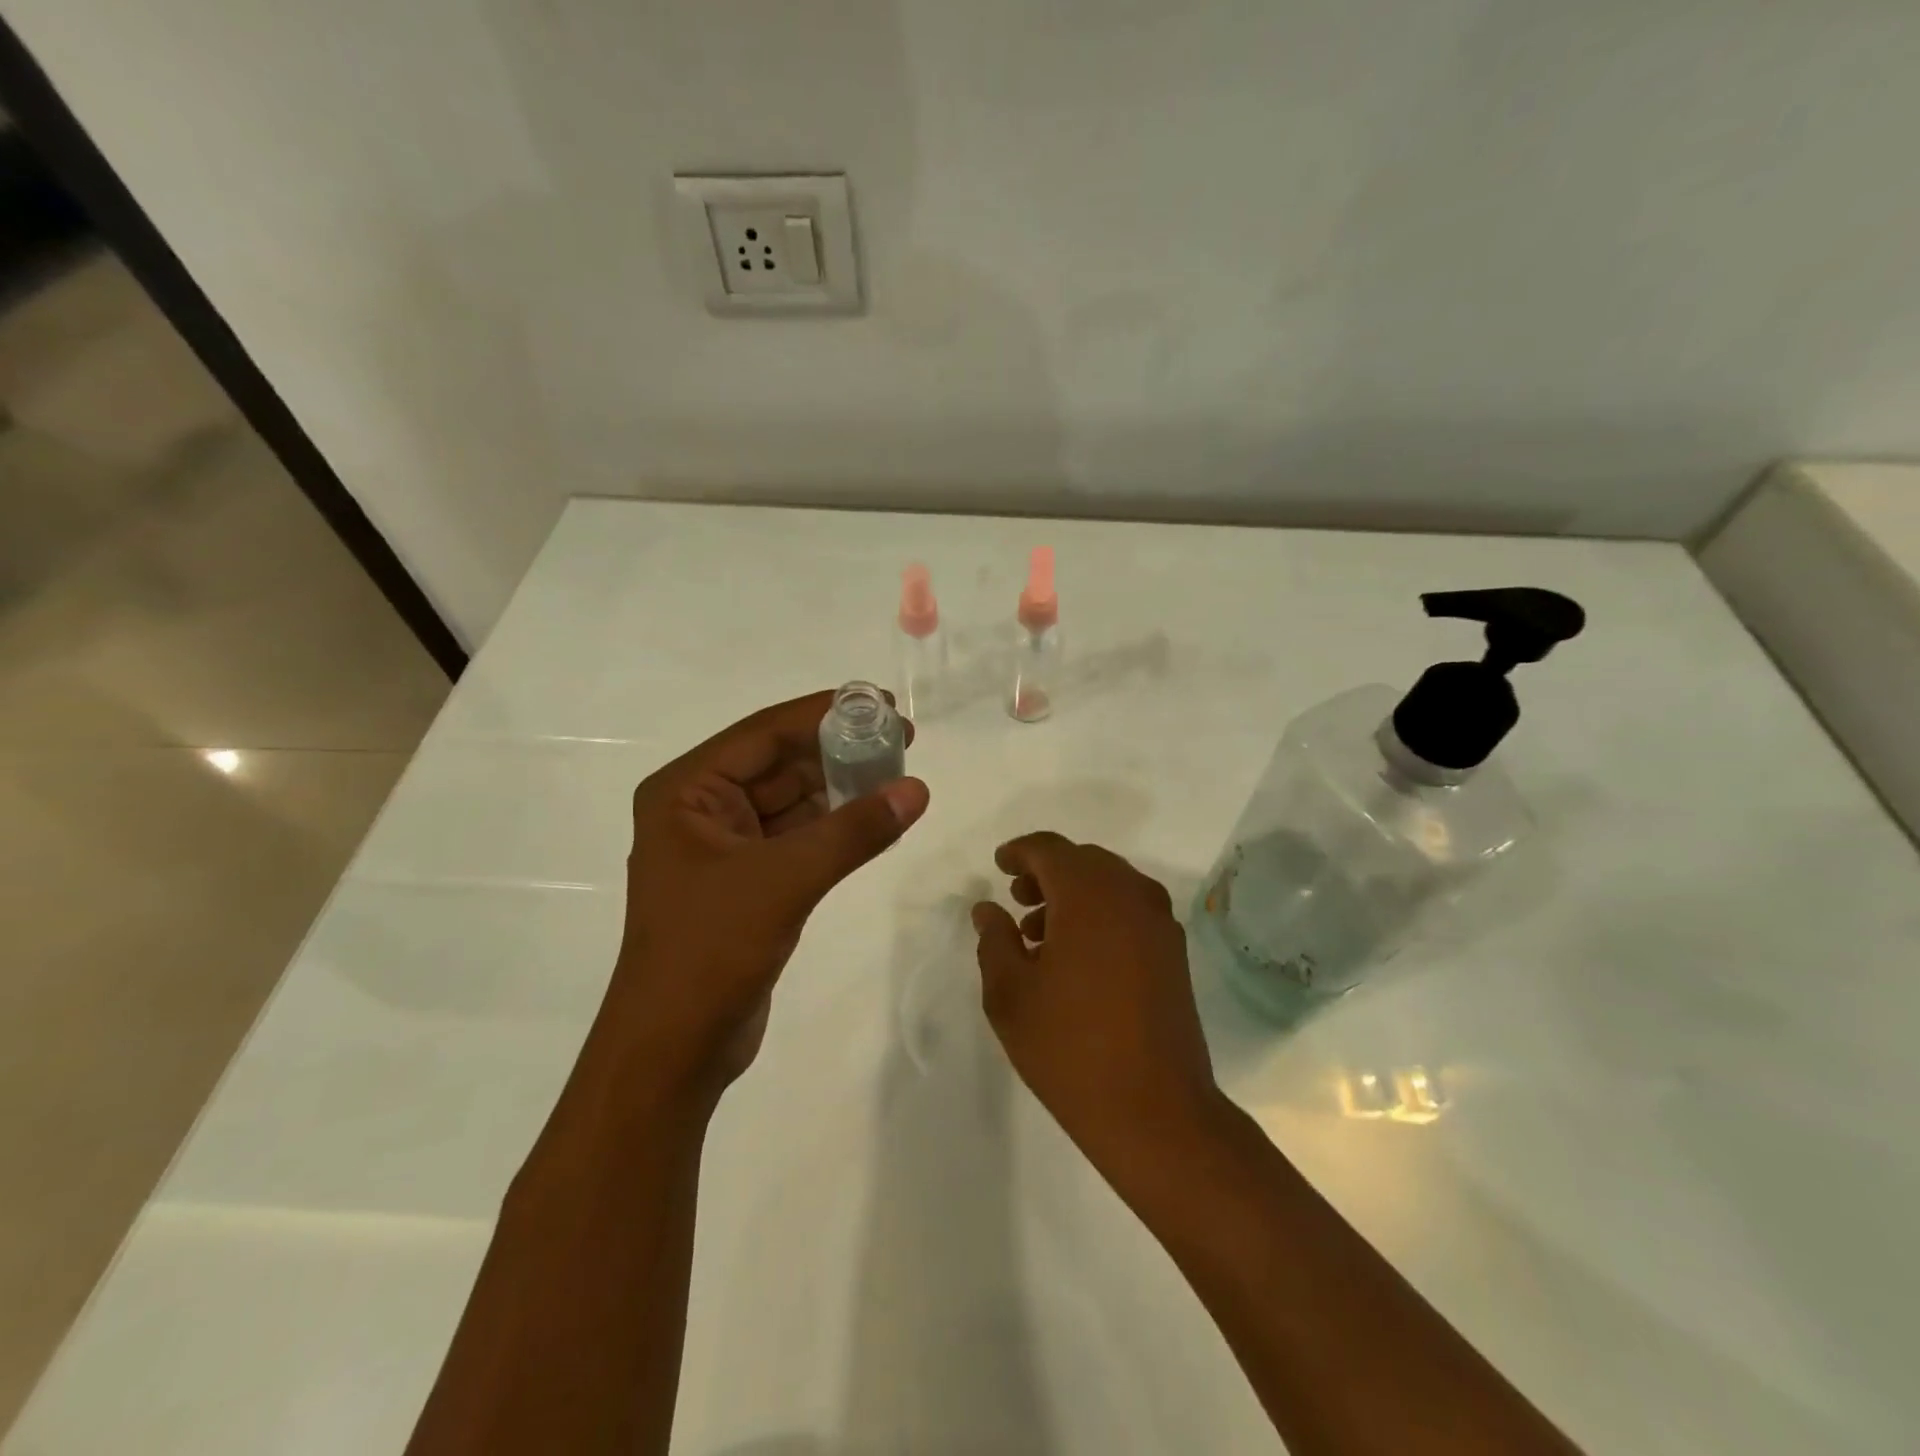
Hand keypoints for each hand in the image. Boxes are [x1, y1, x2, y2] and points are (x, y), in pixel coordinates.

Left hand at [604, 691, 928, 1101]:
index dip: (825, 713)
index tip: (884, 704)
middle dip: (837, 751)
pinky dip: (834, 827)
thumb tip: (916, 789)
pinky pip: (796, 837)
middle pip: (778, 762)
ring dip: (839, 788)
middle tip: (901, 740)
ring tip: (896, 774)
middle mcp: (700, 809)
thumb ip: (853, 831)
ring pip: (791, 800)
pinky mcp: (746, 881)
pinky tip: (875, 819)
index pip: (763, 733)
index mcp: (686, 792)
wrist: (674, 1049)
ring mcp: (723, 847)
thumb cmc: (711, 950)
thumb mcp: (786, 879)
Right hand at [972, 833, 1219, 1164]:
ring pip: (1110, 884)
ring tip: (1039, 933)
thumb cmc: (1070, 1047)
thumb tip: (989, 909)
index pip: (1050, 849)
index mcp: (1089, 894)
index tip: (999, 865)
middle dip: (1046, 872)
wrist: (1156, 1111)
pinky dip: (1100, 913)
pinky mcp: (1174, 952)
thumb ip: (995, 940)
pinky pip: (1130, 909)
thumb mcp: (1010, 994)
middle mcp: (1131, 895)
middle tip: (1016, 899)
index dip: (1020, 852)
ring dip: (1073, 894)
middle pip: (1083, 861)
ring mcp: (1159, 923)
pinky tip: (1076, 954)